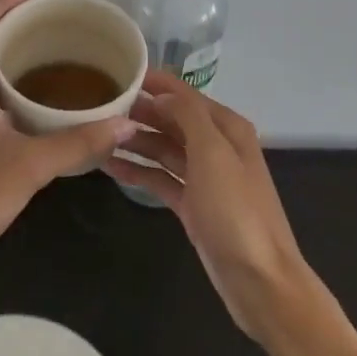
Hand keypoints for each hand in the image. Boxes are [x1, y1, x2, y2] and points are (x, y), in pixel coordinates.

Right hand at [101, 69, 311, 337]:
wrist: (260, 282)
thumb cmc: (236, 210)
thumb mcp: (213, 153)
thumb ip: (187, 115)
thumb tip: (159, 95)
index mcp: (226, 128)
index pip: (183, 94)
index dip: (153, 83)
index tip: (117, 73)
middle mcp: (216, 146)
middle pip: (171, 119)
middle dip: (139, 111)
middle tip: (98, 105)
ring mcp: (204, 178)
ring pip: (163, 149)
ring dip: (134, 141)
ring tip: (96, 134)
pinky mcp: (193, 205)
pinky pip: (160, 179)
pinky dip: (138, 172)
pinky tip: (110, 166)